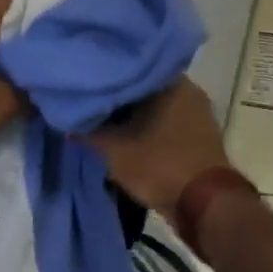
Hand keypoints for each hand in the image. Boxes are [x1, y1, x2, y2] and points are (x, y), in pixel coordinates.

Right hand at [82, 78, 228, 215]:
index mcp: (169, 81)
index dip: (105, 74)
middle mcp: (188, 89)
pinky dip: (147, 125)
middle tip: (91, 99)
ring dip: (133, 113)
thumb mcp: (114, 149)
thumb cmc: (159, 165)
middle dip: (118, 95)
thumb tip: (67, 117)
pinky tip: (126, 133)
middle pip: (142, 86)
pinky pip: (166, 121)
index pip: (129, 66)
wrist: (205, 206)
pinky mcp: (199, 135)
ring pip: (155, 105)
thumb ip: (88, 130)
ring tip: (104, 117)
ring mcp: (197, 113)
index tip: (86, 81)